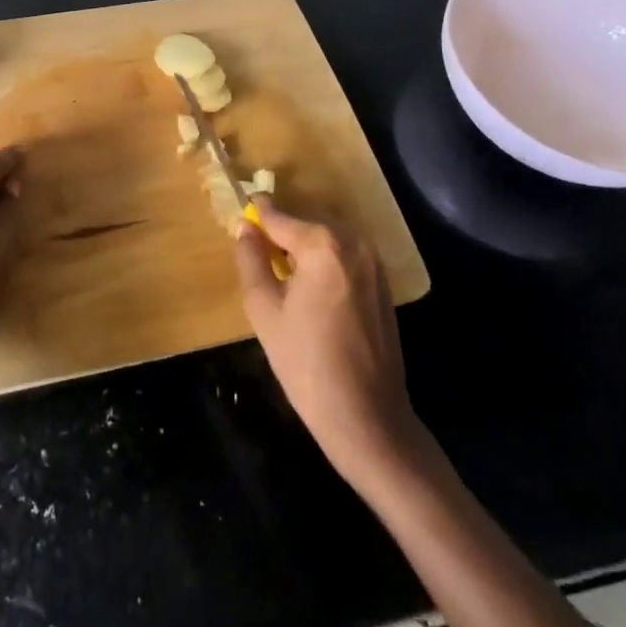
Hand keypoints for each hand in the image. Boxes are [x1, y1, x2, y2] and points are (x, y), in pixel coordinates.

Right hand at [234, 199, 418, 485]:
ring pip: (327, 236)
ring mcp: (373, 260)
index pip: (280, 216)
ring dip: (304, 243)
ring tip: (281, 268)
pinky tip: (310, 287)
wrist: (369, 419)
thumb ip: (251, 260)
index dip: (258, 212)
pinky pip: (345, 253)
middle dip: (281, 229)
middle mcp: (352, 241)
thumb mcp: (264, 311)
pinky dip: (324, 257)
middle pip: (305, 221)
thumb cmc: (308, 365)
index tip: (242, 206)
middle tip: (257, 247)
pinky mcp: (383, 281)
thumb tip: (245, 228)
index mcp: (322, 244)